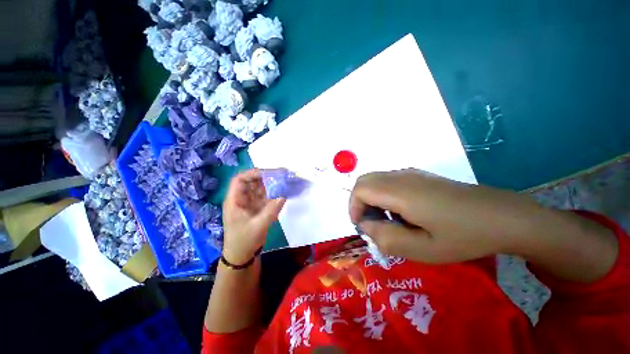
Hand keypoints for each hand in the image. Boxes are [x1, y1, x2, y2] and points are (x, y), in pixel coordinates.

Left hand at [222, 169, 285, 264]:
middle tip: (279, 175)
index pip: (239, 180)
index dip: (251, 174)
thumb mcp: (258, 226)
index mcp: (235, 201)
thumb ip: (271, 211)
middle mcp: (241, 199)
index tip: (267, 173)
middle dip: (264, 177)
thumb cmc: (244, 241)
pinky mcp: (256, 209)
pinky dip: (272, 194)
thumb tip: (283, 196)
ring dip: (269, 184)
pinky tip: (281, 192)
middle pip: (251, 182)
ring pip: (258, 189)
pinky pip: (264, 197)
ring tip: (282, 180)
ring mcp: (249, 204)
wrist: (242, 256)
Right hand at [349, 169, 520, 262]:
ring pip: (375, 179)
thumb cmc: (463, 236)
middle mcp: (401, 176)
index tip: (362, 227)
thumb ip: (386, 238)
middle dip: (359, 202)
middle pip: (364, 181)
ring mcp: (410, 173)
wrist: (501, 215)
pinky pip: (388, 180)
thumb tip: (366, 226)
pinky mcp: (418, 175)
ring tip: (387, 220)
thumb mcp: (423, 249)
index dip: (354, 207)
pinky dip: (382, 194)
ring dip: (371, 198)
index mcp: (400, 191)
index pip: (360, 190)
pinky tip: (400, 212)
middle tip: (371, 223)